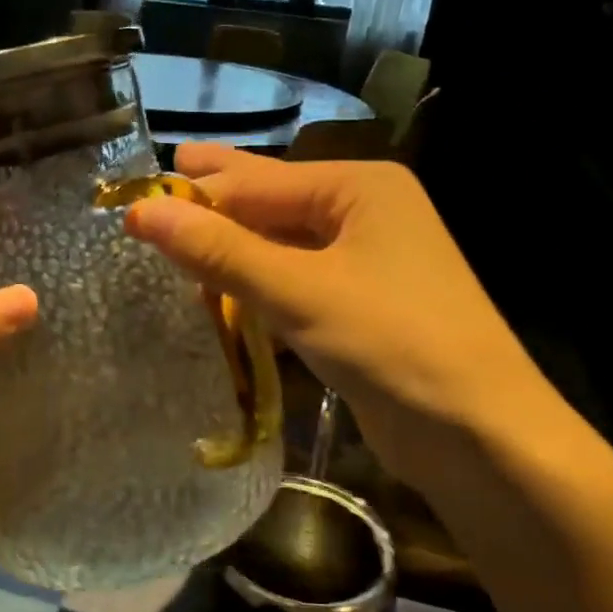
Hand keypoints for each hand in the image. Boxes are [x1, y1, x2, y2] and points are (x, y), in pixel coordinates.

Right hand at [124, 144, 535, 488]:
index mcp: (360, 188)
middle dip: (218, 201)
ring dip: (234, 248)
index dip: (195, 194)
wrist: (478, 431)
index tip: (135, 205)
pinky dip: (258, 285)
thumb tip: (140, 214)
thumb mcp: (299, 292)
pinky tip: (224, 291)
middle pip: (273, 202)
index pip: (259, 181)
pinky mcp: (361, 307)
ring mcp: (366, 262)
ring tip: (177, 240)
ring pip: (282, 246)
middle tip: (161, 186)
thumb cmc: (393, 342)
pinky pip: (296, 282)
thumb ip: (220, 252)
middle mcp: (365, 214)